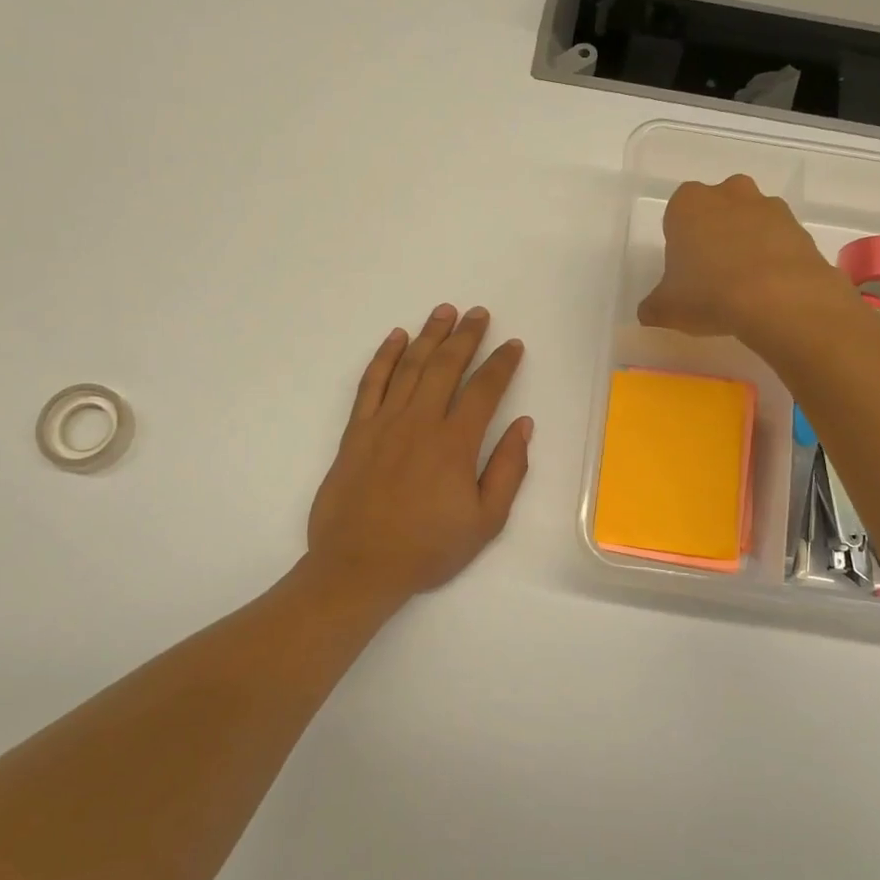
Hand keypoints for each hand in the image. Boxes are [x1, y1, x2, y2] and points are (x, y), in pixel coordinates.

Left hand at [307, 305, 531, 602]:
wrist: (359, 567)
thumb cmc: (428, 548)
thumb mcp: (485, 522)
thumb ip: (508, 470)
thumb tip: (524, 426)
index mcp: (455, 444)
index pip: (484, 390)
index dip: (501, 364)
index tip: (513, 345)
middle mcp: (419, 422)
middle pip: (445, 367)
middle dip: (465, 336)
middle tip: (478, 313)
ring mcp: (383, 423)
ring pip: (410, 367)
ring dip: (429, 336)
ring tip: (443, 312)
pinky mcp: (355, 432)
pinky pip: (371, 384)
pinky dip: (383, 357)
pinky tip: (396, 338)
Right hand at [638, 175, 840, 340]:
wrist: (780, 299)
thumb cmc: (709, 294)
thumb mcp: (665, 309)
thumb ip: (653, 306)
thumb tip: (650, 311)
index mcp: (687, 204)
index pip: (676, 215)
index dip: (680, 243)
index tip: (684, 271)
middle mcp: (728, 194)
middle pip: (717, 209)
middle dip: (715, 234)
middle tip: (712, 275)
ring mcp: (768, 207)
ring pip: (750, 221)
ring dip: (747, 243)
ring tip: (744, 286)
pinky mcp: (800, 228)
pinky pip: (779, 240)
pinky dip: (774, 258)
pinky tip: (769, 290)